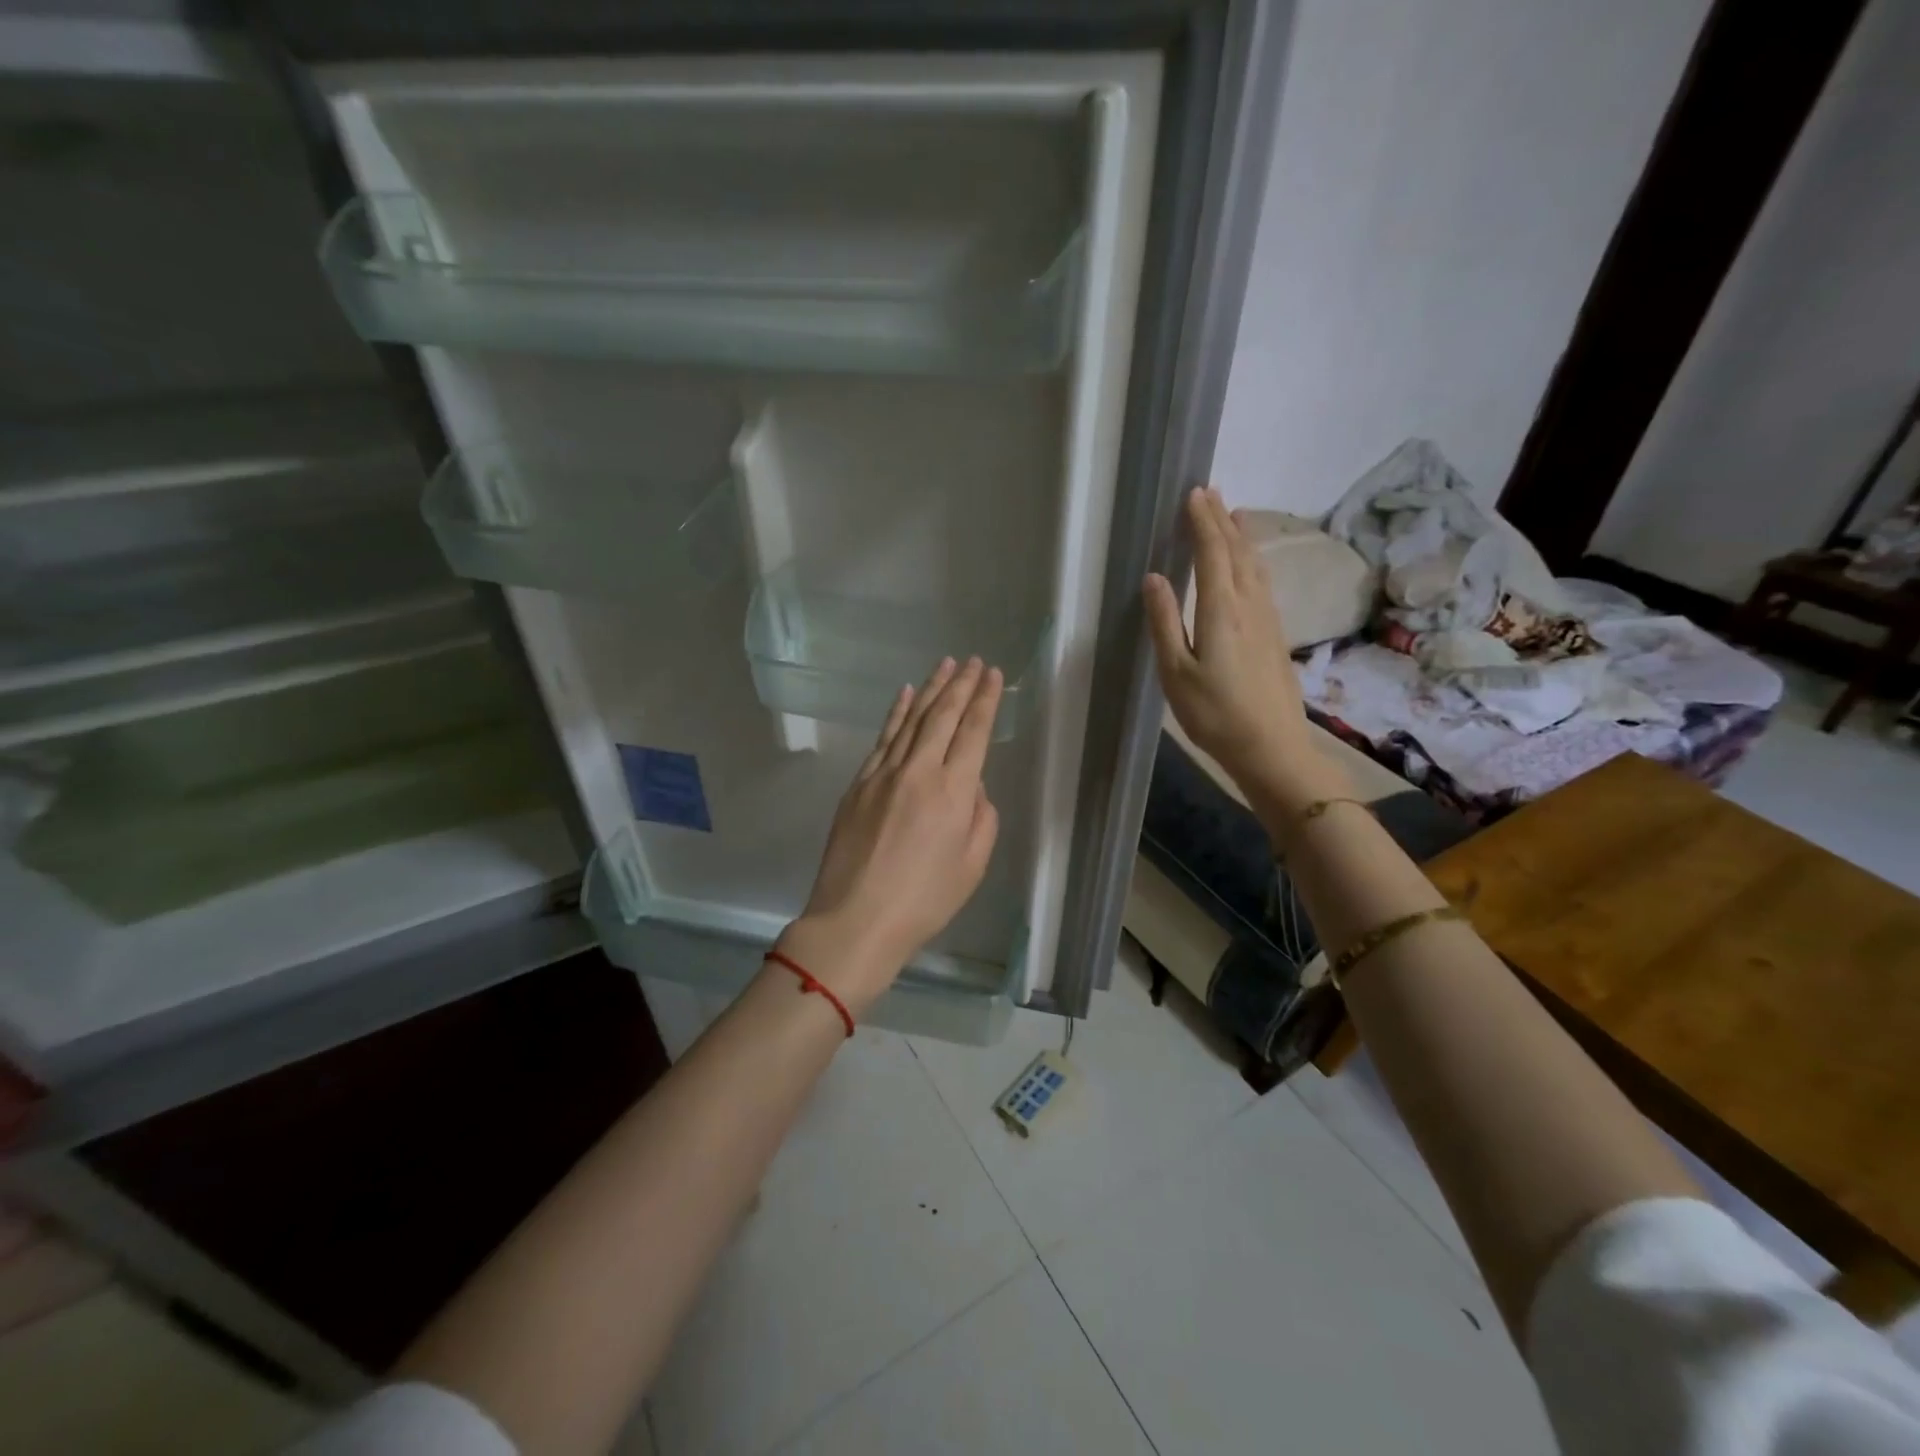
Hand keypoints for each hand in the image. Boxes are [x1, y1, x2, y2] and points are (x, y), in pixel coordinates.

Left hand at [779, 656, 1003, 1014]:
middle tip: (975, 661)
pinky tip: (905, 695)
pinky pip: (882, 738)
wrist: (855, 919)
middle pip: (942, 716)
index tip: (994, 675)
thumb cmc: (924, 901)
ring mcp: (882, 774)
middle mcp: (918, 772)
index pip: (973, 732)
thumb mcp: (972, 866)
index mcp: (953, 792)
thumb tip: (972, 786)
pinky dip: (896, 713)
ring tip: (946, 664)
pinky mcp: (858, 784)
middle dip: (961, 684)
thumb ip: (982, 818)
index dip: (985, 700)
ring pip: (911, 720)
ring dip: (931, 689)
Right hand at [1143, 486, 1348, 816]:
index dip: (1203, 522)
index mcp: (1222, 610)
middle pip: (1238, 551)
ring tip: (1232, 515)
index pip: (1213, 553)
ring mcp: (1268, 619)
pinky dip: (1252, 560)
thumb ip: (1165, 622)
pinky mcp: (1276, 634)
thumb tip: (1154, 578)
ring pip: (1255, 565)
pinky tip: (1250, 565)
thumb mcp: (1176, 672)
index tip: (1194, 494)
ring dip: (1241, 536)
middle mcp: (1250, 605)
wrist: (1271, 747)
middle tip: (1210, 492)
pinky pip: (1263, 581)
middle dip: (1222, 520)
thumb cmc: (1214, 714)